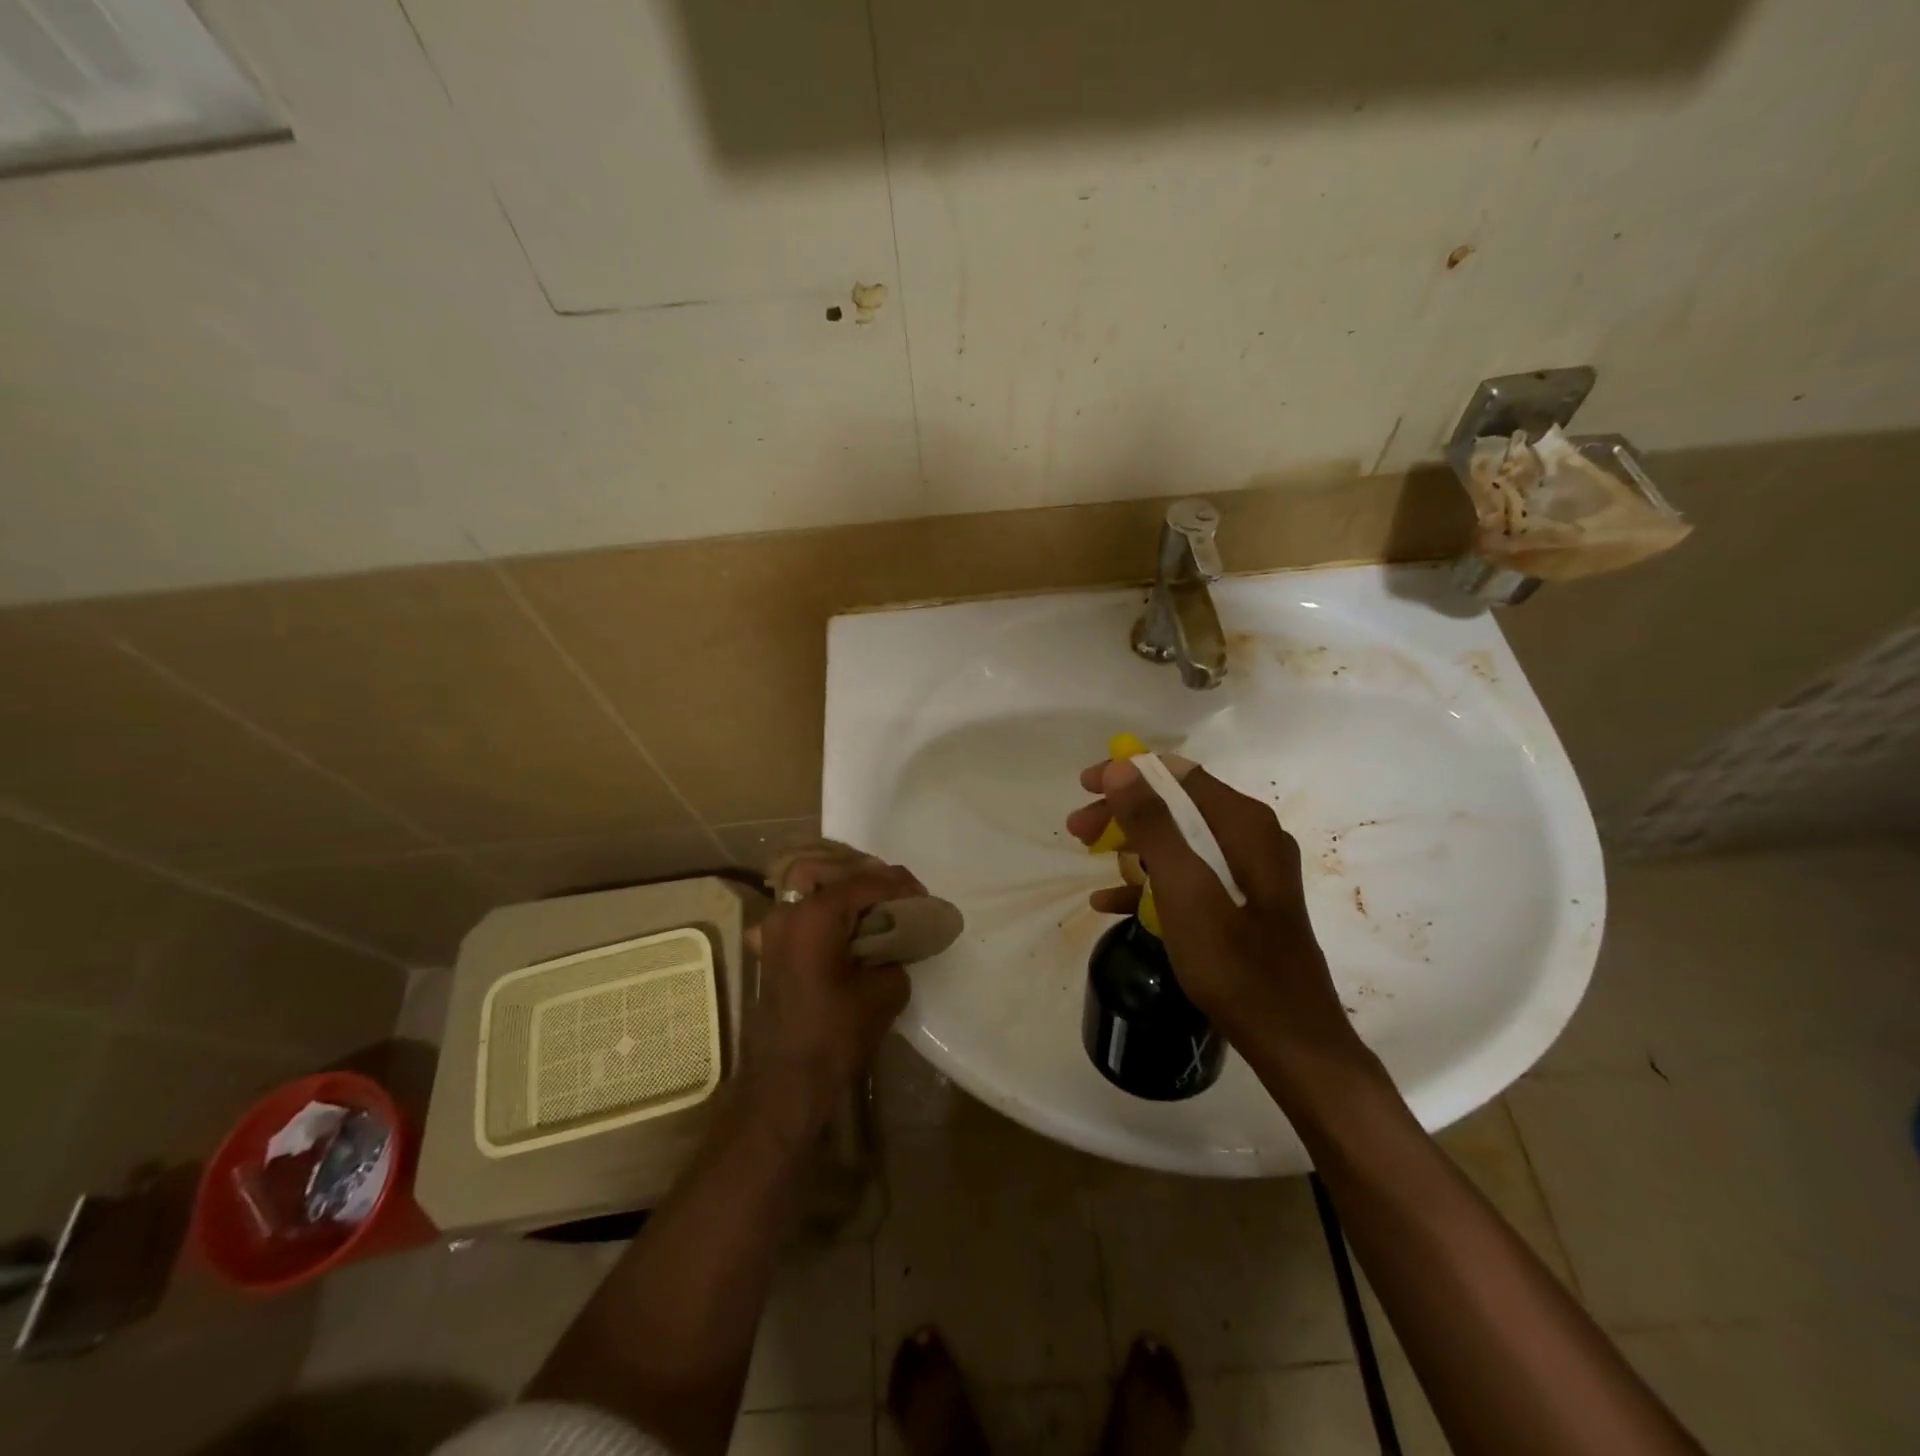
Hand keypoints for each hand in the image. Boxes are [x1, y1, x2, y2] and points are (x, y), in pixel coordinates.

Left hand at [743, 866, 919, 1140]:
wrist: (786, 1082)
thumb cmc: (835, 1035)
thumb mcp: (885, 991)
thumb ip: (896, 953)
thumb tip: (896, 943)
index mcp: (815, 915)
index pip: (863, 881)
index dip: (898, 884)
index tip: (923, 896)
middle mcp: (788, 911)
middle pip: (828, 870)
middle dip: (865, 874)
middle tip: (896, 893)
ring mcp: (773, 929)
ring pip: (807, 885)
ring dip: (841, 887)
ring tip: (874, 904)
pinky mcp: (771, 949)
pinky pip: (797, 911)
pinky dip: (820, 908)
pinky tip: (841, 923)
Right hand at [1065, 758, 1354, 1056]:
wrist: (1290, 1040)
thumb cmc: (1233, 961)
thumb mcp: (1184, 888)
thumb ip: (1152, 824)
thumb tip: (1120, 767)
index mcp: (1244, 824)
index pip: (1178, 774)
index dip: (1128, 774)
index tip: (1084, 786)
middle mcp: (1251, 837)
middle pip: (1176, 806)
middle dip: (1123, 814)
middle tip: (1076, 830)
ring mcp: (1248, 871)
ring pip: (1178, 841)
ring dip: (1130, 846)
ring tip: (1088, 861)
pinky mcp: (1241, 903)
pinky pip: (1188, 877)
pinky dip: (1150, 882)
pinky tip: (1110, 903)